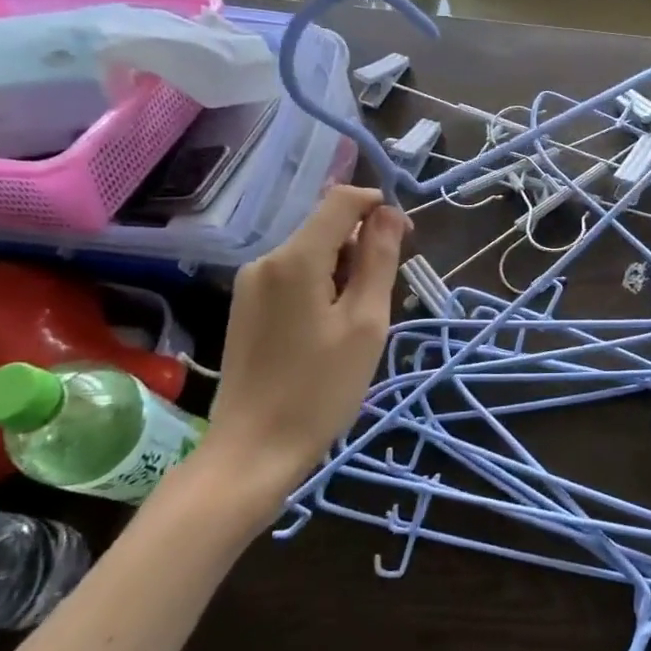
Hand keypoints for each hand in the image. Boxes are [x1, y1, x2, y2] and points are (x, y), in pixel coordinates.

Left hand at [197, 185, 406, 515]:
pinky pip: (293, 277)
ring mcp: (250, 284)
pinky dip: (322, 287)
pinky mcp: (246, 307)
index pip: (341, 200)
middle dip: (362, 246)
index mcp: (295, 258)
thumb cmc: (320, 389)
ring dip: (344, 270)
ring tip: (358, 322)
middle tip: (385, 297)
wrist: (253, 451)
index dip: (378, 207)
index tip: (405, 240)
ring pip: (311, 253)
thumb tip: (388, 213)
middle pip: (325, 227)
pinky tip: (330, 330)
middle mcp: (265, 260)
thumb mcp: (365, 323)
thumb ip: (378, 260)